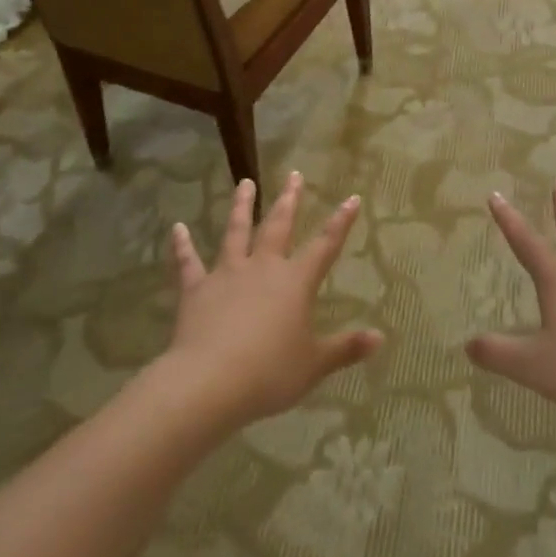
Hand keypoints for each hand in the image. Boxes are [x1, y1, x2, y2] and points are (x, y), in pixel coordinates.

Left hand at [164, 174, 382, 427]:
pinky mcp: (196, 289)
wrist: (210, 381)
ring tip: (245, 183)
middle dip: (289, 200)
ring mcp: (227, 274)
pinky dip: (181, 246)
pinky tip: (176, 229)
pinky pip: (188, 263)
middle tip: (294, 175)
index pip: (325, 245)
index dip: (341, 222)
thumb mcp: (314, 364)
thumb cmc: (269, 373)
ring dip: (241, 207)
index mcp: (295, 282)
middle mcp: (263, 268)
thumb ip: (345, 348)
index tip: (352, 198)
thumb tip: (379, 337)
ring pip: (236, 232)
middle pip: (278, 226)